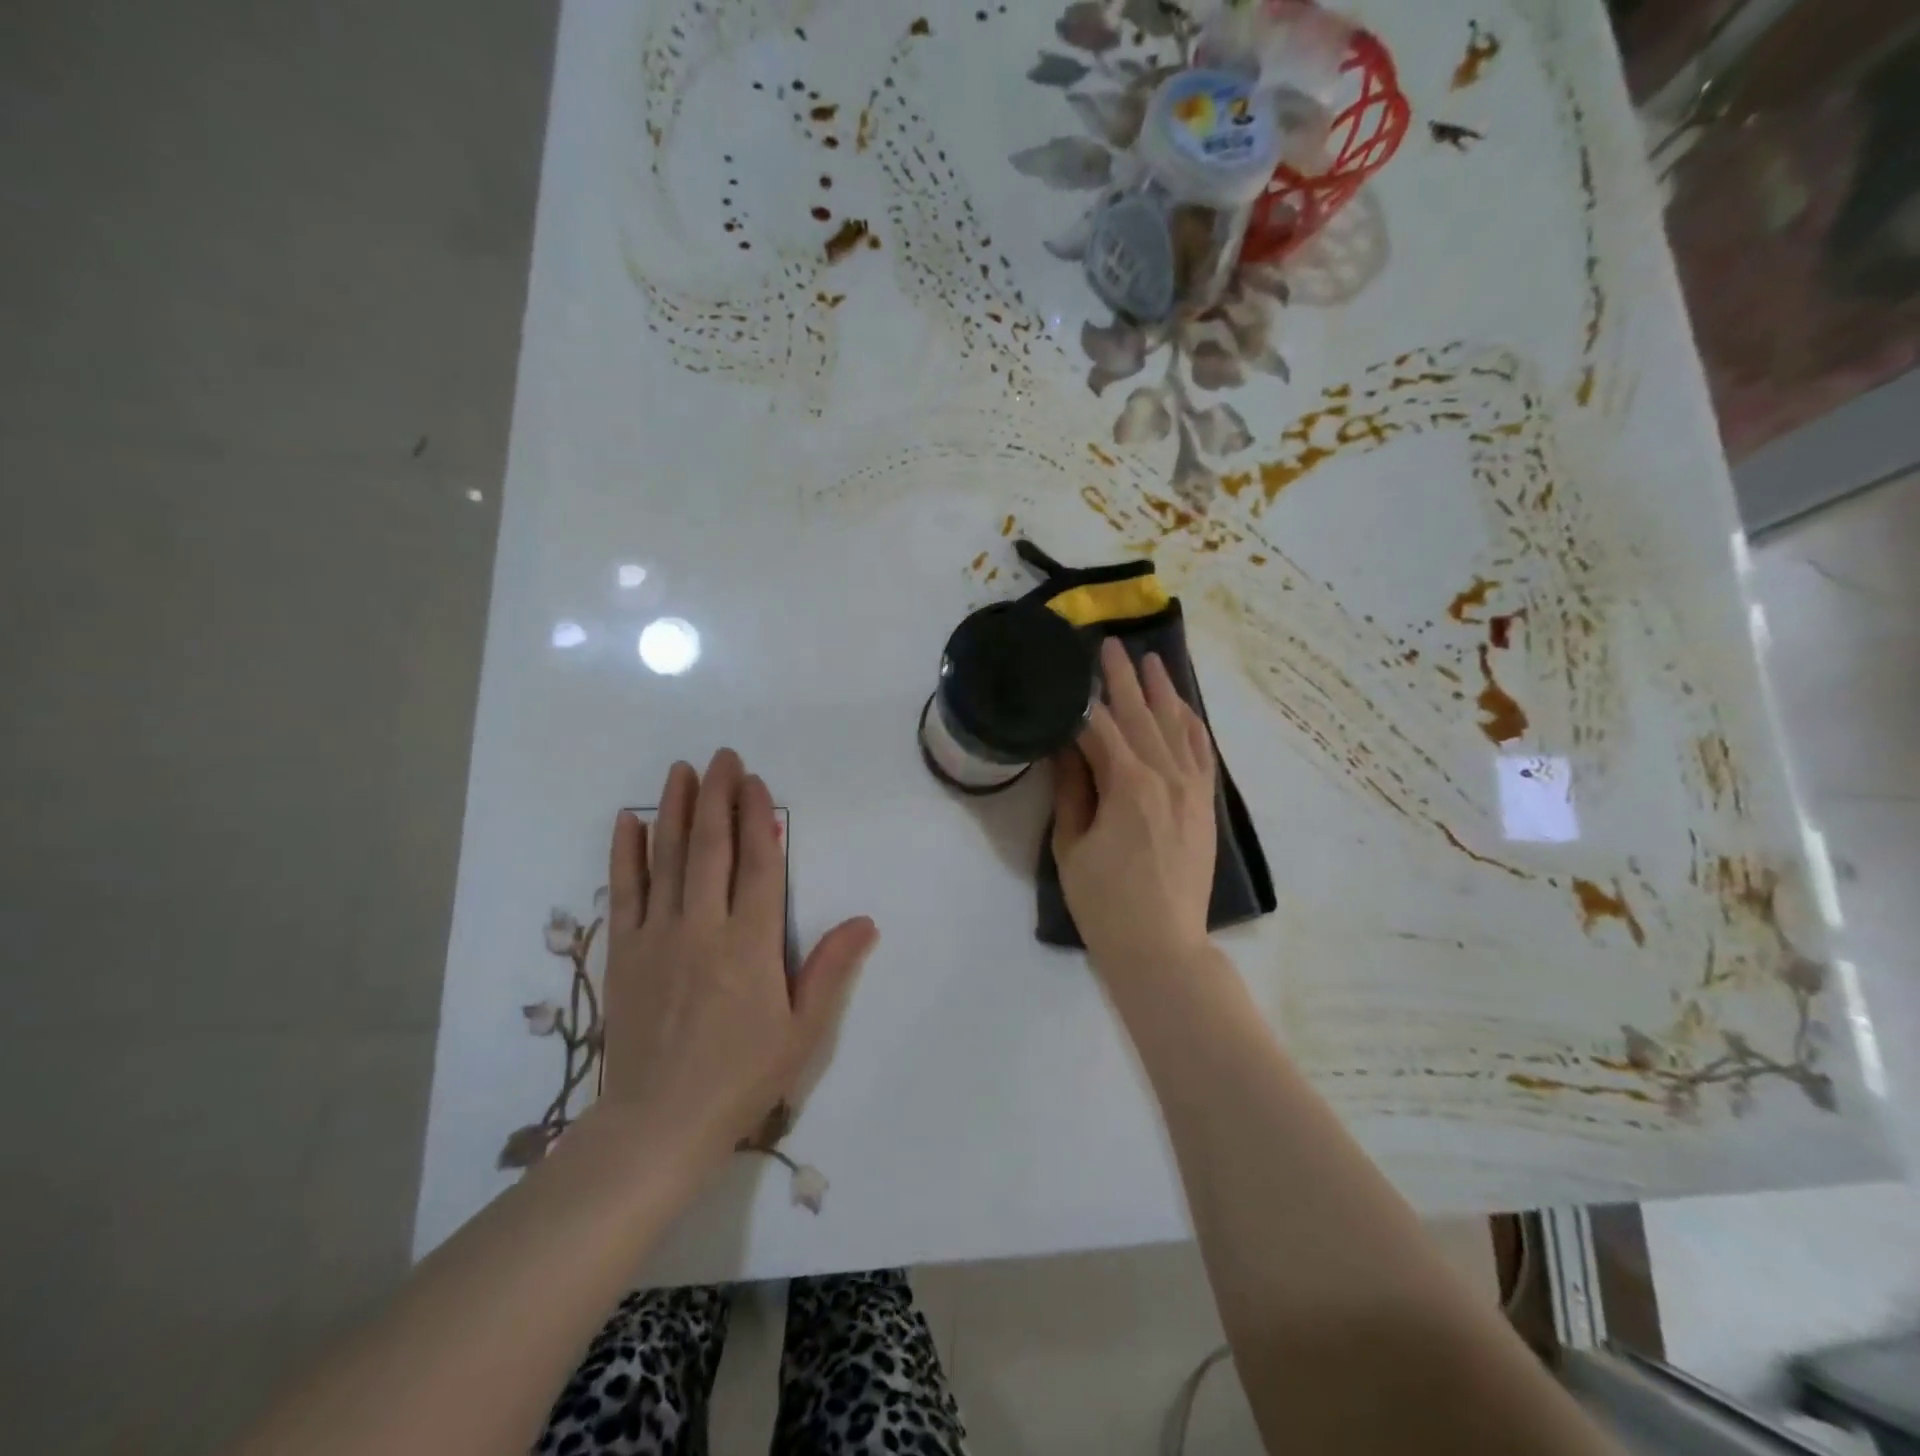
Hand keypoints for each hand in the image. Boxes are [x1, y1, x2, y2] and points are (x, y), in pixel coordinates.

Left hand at [597, 749, 877, 1171]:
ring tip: (680, 770)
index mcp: (751, 943)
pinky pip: (624, 892)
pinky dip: (626, 854)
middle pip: (711, 847)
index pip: (759, 863)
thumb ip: (831, 969)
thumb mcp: (802, 1031)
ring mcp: (658, 936)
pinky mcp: (624, 952)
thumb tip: (865, 921)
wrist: (658, 1124)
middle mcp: (703, 926)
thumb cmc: (741, 1077)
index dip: (758, 817)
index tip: (754, 781)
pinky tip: (629, 821)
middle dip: (717, 796)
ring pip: (667, 858)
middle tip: (721, 757)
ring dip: (675, 809)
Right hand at [1052, 638, 1217, 979]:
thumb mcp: (1071, 845)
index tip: (1070, 673)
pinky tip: (1183, 707)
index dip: (1083, 700)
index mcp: (1128, 784)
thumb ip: (1071, 789)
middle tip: (1109, 645)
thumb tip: (1066, 747)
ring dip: (1163, 691)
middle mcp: (1166, 776)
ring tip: (1151, 660)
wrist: (1161, 945)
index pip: (1101, 728)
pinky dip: (1192, 724)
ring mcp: (1192, 788)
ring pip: (1177, 726)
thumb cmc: (1105, 901)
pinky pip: (1202, 752)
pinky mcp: (1205, 803)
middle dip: (1123, 679)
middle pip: (1141, 716)